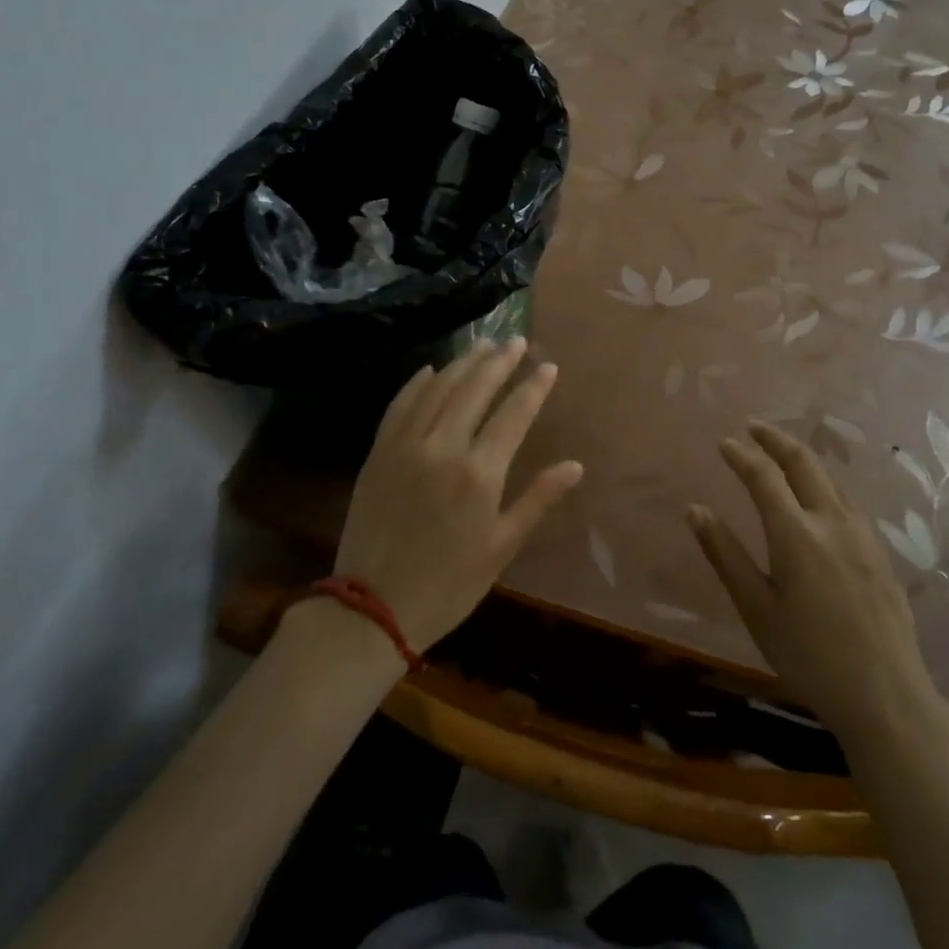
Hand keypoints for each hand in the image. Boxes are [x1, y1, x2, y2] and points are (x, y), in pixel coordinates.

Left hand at [326, 338, 582, 655]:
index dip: (533, 387)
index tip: (548, 366)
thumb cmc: (448, 584)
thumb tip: (575, 466)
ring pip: (437, 389)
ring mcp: (405, 446)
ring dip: (462, 363)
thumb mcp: (501, 547)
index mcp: (479, 473)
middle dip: (498, 361)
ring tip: (482, 345)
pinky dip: (416, 383)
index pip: (513, 414)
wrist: (373, 608)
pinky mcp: (378, 452)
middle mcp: (442, 447)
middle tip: (515, 340)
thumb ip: (537, 499)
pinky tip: (430, 369)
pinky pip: (399, 405)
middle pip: (474, 390)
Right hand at [688, 421, 948, 738]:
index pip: (764, 476)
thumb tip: (694, 509)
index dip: (742, 455)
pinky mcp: (880, 552)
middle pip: (804, 463)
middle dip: (776, 439)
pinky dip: (825, 481)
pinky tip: (819, 496)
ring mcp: (863, 535)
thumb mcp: (756, 608)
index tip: (724, 442)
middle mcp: (832, 521)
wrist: (887, 696)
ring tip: (782, 452)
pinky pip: (848, 500)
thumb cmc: (809, 655)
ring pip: (831, 478)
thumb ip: (725, 554)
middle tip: (753, 426)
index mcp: (796, 534)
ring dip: (803, 457)